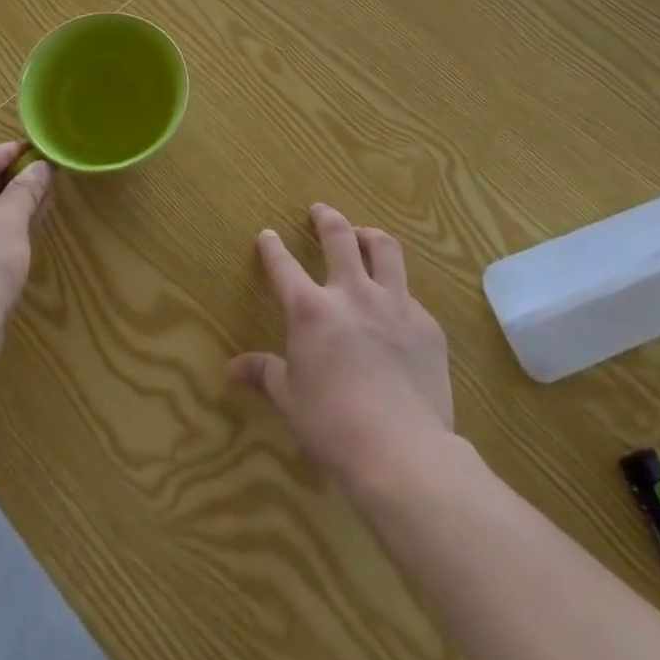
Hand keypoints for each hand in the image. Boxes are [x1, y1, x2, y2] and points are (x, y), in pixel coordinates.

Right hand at [229, 203, 453, 488]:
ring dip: (370, 236)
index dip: (273, 247)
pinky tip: (397, 309)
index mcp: (311, 309)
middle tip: (320, 210)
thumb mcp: (290, 399)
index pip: (284, 266)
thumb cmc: (333, 426)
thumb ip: (265, 374)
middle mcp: (352, 293)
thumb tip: (232, 369)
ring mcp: (395, 304)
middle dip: (326, 218)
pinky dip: (398, 293)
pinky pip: (410, 296)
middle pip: (339, 237)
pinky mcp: (427, 325)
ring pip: (385, 250)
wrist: (402, 450)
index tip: (268, 234)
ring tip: (365, 235)